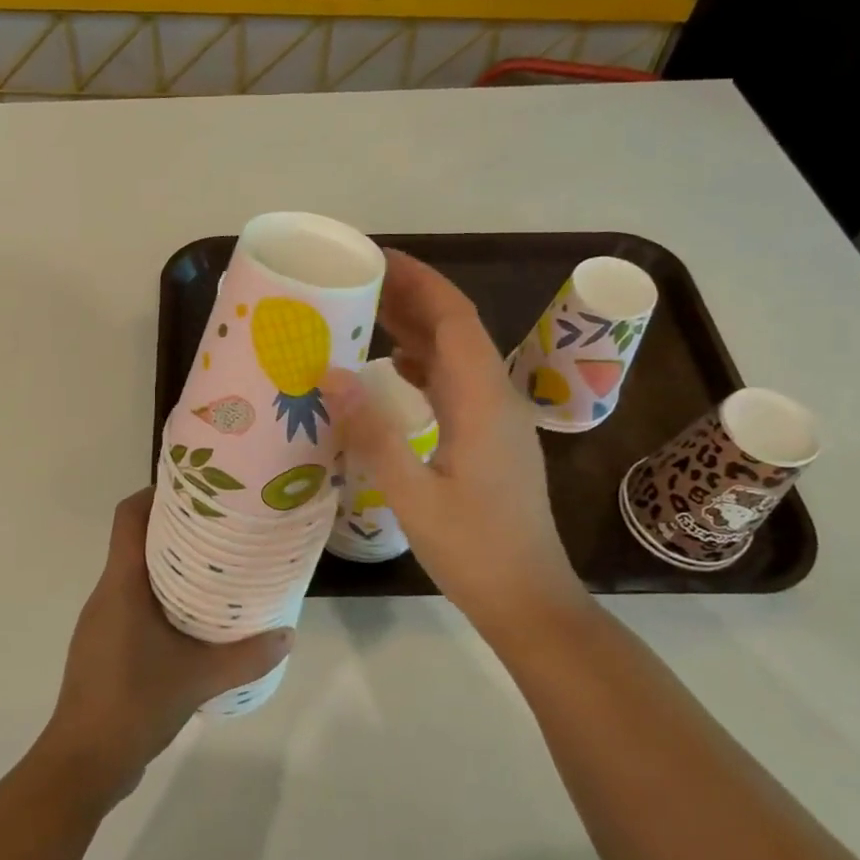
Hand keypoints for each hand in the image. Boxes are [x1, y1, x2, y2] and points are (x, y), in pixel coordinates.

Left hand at [39, 490, 292, 805]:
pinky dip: (160, 598)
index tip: (195, 488)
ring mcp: (101, 621)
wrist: (83, 762)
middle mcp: (106, 593)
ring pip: (134, 574)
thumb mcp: (200, 678)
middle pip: (135, 541)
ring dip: (168, 566)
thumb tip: (288, 635)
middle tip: (220, 527)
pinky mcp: (103, 646)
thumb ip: (247, 656)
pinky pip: (132, 603)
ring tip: (214, 569)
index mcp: (121, 584)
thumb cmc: (134, 703)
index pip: (128, 516)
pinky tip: (191, 621)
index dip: (155, 493)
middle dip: (174, 528)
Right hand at [323, 250, 587, 642]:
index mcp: (483, 400)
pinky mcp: (491, 439)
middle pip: (456, 329)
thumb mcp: (413, 495)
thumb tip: (330, 373)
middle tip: (356, 281)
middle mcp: (496, 397)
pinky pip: (456, 383)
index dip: (418, 281)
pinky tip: (394, 369)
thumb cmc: (474, 551)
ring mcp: (497, 419)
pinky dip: (424, 364)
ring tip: (365, 315)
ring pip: (456, 355)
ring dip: (416, 329)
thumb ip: (373, 433)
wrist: (529, 600)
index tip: (374, 258)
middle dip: (411, 297)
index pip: (453, 318)